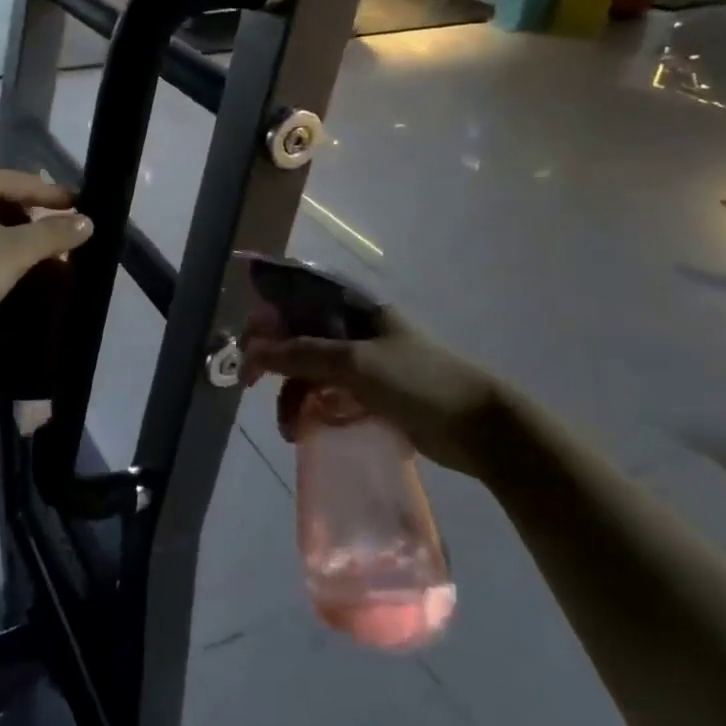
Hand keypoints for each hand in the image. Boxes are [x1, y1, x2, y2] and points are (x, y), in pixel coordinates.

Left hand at [0, 166, 92, 354]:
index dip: (57, 199)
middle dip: (34, 221)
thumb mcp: (14, 254)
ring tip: (36, 258)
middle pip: (5, 198)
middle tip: (61, 243)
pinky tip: (1, 267)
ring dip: (13, 236)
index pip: (26, 183)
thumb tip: (87, 222)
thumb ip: (53, 234)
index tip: (84, 210)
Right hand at [241, 306, 506, 478]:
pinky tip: (306, 429)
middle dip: (272, 359)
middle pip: (298, 334)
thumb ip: (301, 353)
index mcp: (353, 306)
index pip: (296, 296)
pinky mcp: (371, 391)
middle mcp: (353, 327)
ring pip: (310, 368)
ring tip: (289, 428)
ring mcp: (363, 360)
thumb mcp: (356, 364)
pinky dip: (312, 407)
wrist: (481, 427)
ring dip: (291, 393)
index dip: (266, 315)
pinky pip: (327, 392)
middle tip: (250, 384)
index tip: (244, 345)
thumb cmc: (419, 383)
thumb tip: (253, 349)